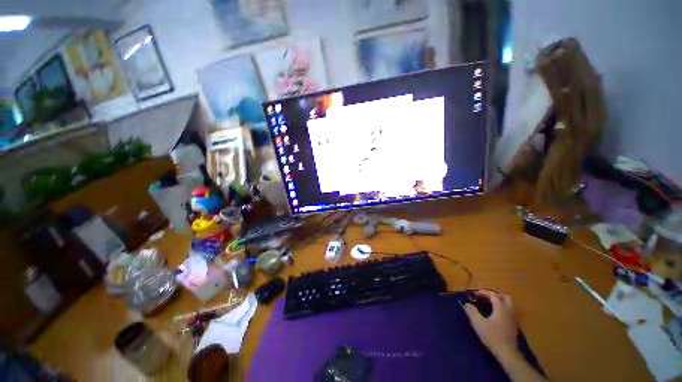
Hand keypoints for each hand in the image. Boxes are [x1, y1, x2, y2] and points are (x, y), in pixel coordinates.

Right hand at [463, 290, 518, 357]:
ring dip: (498, 302)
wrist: (507, 353)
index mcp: (501, 308)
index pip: (493, 294)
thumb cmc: (492, 336)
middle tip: (484, 297)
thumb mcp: (478, 323)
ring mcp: (512, 319)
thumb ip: (471, 311)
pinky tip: (493, 315)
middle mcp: (509, 311)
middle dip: (494, 295)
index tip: (474, 294)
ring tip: (487, 305)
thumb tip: (466, 304)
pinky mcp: (513, 326)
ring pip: (507, 305)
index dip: (483, 292)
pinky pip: (508, 312)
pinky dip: (500, 309)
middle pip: (504, 297)